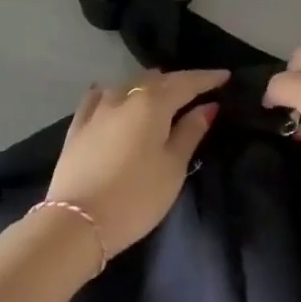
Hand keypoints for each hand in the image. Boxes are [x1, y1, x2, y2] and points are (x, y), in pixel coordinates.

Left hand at [45, 69, 226, 255]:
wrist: (75, 225)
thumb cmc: (136, 197)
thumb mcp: (173, 167)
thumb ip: (191, 132)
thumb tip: (207, 106)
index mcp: (153, 103)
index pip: (186, 82)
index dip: (207, 78)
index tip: (225, 76)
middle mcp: (125, 96)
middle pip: (157, 79)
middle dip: (178, 81)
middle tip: (196, 90)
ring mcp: (97, 109)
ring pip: (128, 85)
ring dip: (148, 86)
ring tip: (160, 94)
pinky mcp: (77, 127)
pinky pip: (99, 98)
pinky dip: (113, 94)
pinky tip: (113, 95)